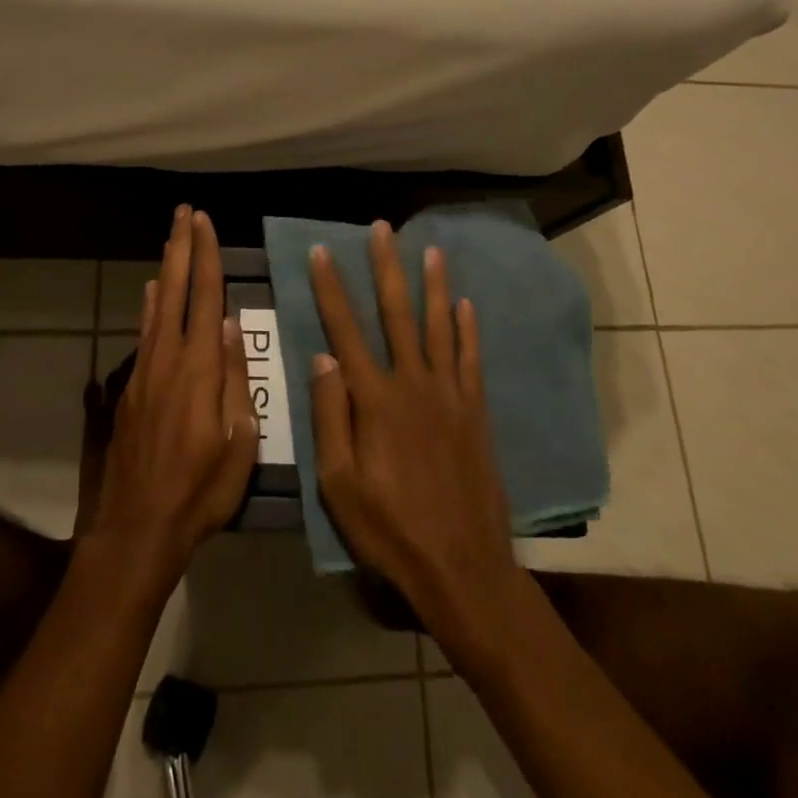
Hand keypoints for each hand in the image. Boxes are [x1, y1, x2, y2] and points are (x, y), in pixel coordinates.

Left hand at [85, 206, 259, 586]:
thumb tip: (229, 325)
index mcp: (199, 369)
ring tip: (171, 240)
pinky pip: (144, 334)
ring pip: (155, 307)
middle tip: (184, 213)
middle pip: (173, 290)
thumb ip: (234, 380)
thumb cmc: (200, 491)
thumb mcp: (238, 443)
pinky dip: (148, 306)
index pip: (205, 298)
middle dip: (180, 248)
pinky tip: (149, 294)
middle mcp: (167, 359)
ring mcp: (144, 372)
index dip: (206, 257)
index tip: (205, 222)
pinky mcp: (132, 389)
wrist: (138, 527)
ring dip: (164, 269)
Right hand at [308, 222, 519, 643]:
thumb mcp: (339, 485)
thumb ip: (331, 417)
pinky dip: (468, 329)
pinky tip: (466, 304)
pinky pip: (471, 360)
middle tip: (383, 229)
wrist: (463, 567)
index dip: (331, 289)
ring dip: (433, 285)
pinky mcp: (475, 412)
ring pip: (439, 327)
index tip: (322, 252)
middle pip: (397, 314)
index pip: (345, 331)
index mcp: (374, 401)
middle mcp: (413, 385)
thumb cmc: (389, 530)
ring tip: (430, 250)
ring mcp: (450, 396)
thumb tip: (322, 358)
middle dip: (386, 268)